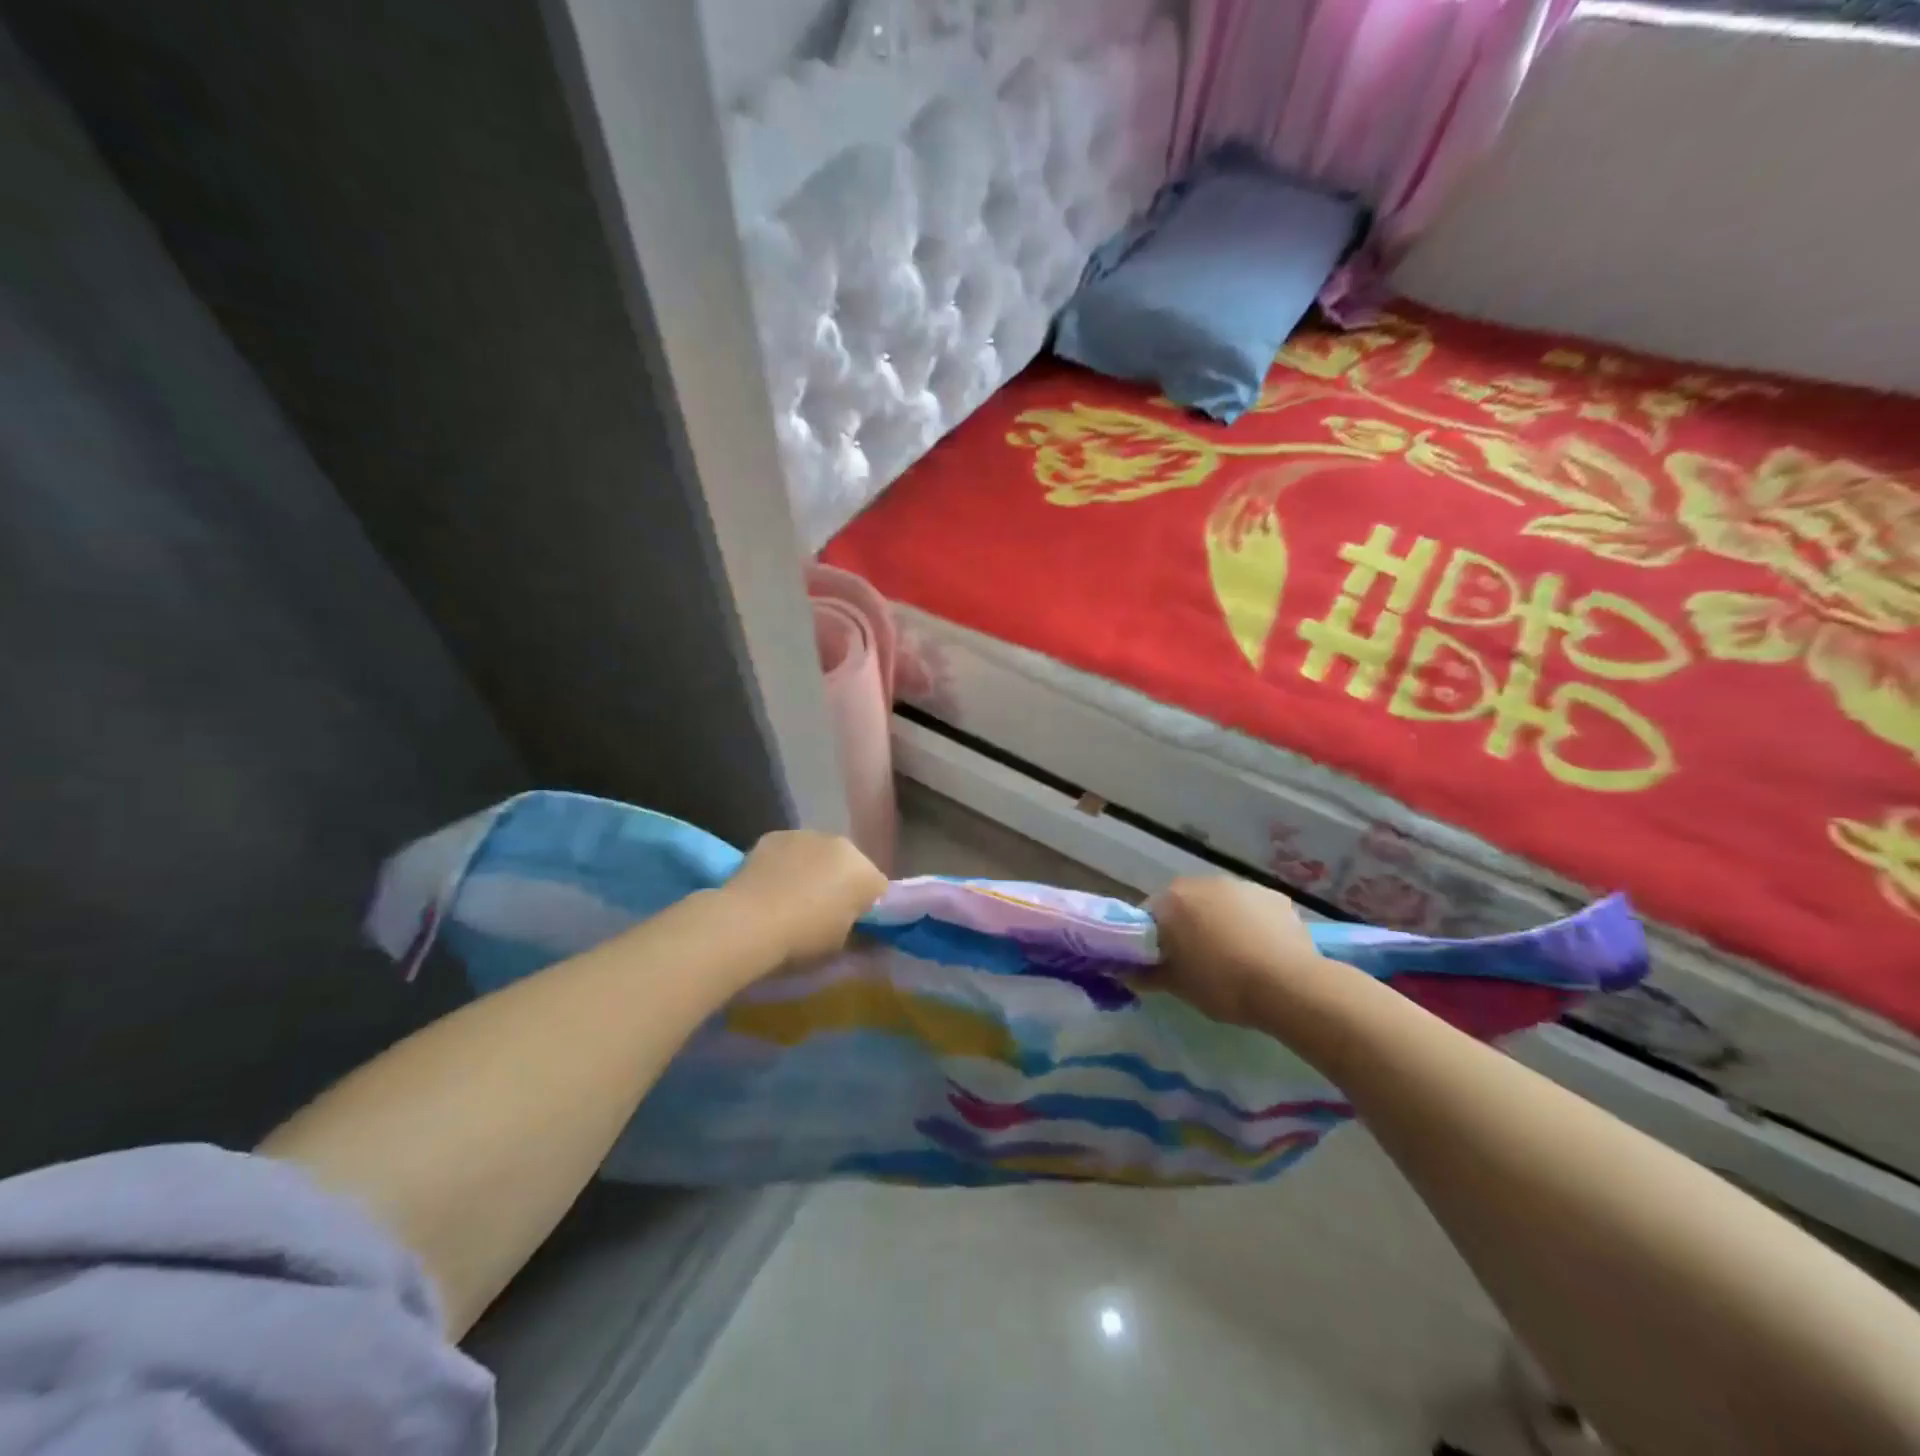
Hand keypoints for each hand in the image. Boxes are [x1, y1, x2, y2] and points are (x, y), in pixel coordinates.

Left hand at [722, 830, 885, 963]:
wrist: (748, 922)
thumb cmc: (802, 939)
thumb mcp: (839, 948)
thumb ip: (860, 937)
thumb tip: (866, 937)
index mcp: (865, 873)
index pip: (878, 890)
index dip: (867, 909)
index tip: (854, 926)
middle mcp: (841, 845)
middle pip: (849, 866)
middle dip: (841, 883)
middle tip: (823, 912)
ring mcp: (806, 835)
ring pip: (819, 854)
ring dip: (814, 870)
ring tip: (792, 898)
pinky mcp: (775, 835)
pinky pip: (790, 851)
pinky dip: (785, 864)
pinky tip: (770, 886)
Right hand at [1148, 877, 1333, 1026]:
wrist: (1288, 986)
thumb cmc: (1221, 984)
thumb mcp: (1177, 986)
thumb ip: (1147, 975)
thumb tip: (1126, 972)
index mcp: (1172, 900)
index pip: (1149, 913)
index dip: (1152, 938)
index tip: (1162, 960)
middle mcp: (1203, 882)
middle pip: (1186, 903)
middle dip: (1187, 925)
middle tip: (1195, 960)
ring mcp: (1241, 885)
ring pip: (1220, 903)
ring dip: (1219, 921)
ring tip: (1233, 956)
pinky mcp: (1274, 896)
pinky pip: (1251, 908)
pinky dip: (1250, 923)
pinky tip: (1261, 950)